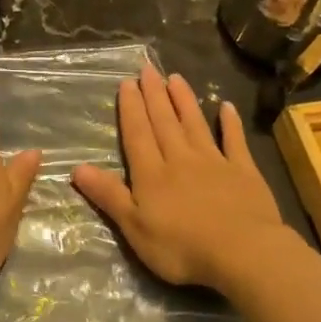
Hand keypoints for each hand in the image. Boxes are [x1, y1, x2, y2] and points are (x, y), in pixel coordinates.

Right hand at [71, 66, 289, 291]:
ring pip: (195, 125)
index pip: (137, 134)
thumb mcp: (134, 227)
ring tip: (176, 78)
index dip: (131, 109)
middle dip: (154, 95)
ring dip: (184, 101)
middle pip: (164, 122)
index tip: (127, 83)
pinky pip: (234, 142)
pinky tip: (226, 107)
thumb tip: (77, 168)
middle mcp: (180, 159)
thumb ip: (109, 195)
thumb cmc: (181, 247)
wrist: (242, 252)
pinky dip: (230, 123)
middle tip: (148, 69)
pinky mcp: (243, 172)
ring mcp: (214, 162)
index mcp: (152, 174)